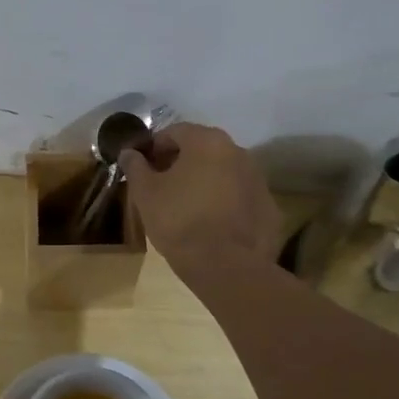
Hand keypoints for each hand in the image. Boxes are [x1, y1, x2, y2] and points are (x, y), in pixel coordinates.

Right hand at [120, 122, 283, 271]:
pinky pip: (240, 198)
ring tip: (188, 207)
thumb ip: (136, 167)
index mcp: (207, 142)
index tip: (144, 168)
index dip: (155, 148)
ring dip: (206, 182)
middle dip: (181, 163)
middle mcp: (238, 152)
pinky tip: (212, 225)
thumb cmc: (179, 221)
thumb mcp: (146, 193)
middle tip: (163, 187)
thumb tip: (128, 152)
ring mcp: (258, 180)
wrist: (225, 266)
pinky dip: (226, 203)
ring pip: (224, 173)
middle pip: (203, 149)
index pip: (175, 132)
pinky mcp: (269, 208)